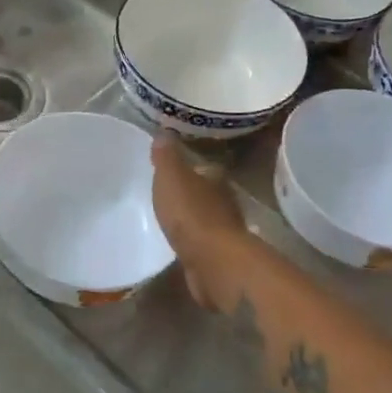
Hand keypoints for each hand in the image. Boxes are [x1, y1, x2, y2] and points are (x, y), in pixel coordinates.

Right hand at [151, 137, 247, 311]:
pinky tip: (179, 243)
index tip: (175, 169)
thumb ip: (167, 156)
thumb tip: (165, 130)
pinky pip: (202, 243)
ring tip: (171, 219)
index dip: (192, 168)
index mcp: (216, 179)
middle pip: (208, 193)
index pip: (206, 168)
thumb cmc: (191, 213)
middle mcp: (225, 203)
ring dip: (193, 219)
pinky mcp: (218, 256)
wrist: (213, 262)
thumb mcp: (172, 177)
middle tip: (170, 194)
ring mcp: (224, 231)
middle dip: (192, 194)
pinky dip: (193, 241)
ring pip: (207, 218)